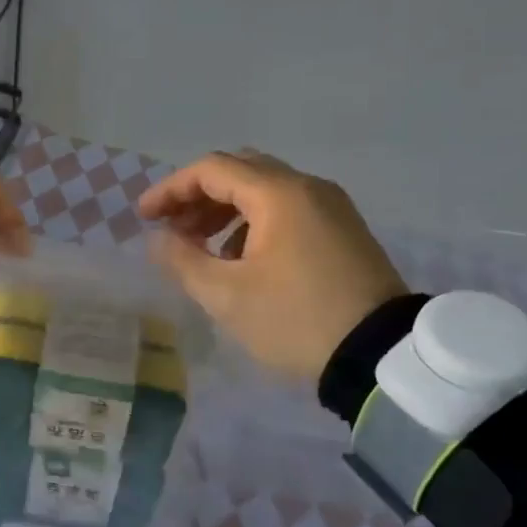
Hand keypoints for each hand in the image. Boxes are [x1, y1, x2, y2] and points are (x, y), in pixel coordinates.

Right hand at [138, 150, 407, 379]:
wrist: (381, 356)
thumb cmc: (296, 320)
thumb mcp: (227, 296)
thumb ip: (183, 260)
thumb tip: (160, 238)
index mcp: (279, 194)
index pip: (211, 169)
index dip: (171, 189)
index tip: (145, 217)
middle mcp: (308, 187)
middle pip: (240, 172)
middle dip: (198, 197)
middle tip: (173, 229)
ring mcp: (332, 207)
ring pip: (265, 190)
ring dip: (226, 211)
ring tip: (203, 250)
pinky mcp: (344, 230)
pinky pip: (289, 210)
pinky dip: (255, 223)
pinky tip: (243, 260)